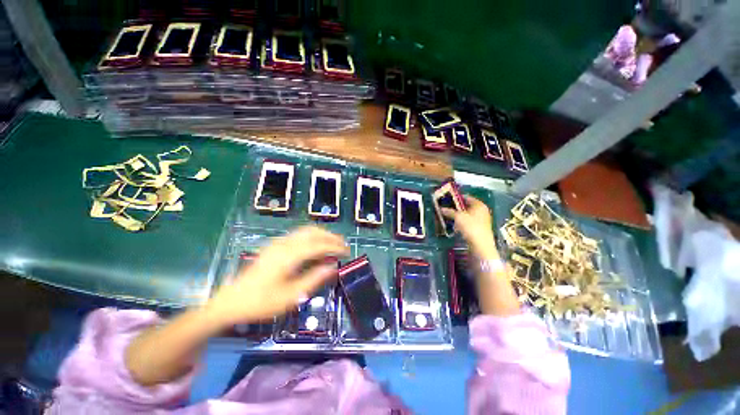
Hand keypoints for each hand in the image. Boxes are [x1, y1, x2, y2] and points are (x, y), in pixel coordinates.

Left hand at [208, 226, 348, 326]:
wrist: (230, 302)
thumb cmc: (260, 302)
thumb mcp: (290, 296)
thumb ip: (313, 279)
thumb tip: (333, 267)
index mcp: (289, 256)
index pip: (318, 245)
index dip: (335, 246)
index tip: (347, 251)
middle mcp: (284, 244)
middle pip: (313, 232)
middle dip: (331, 236)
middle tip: (343, 245)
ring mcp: (278, 243)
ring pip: (305, 231)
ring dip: (322, 234)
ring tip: (333, 243)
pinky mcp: (274, 246)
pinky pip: (298, 235)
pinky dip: (312, 236)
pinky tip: (316, 245)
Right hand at [441, 195, 499, 260]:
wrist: (481, 245)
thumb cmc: (471, 227)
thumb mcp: (458, 217)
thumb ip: (450, 212)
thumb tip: (441, 208)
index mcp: (479, 205)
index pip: (466, 197)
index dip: (456, 198)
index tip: (447, 199)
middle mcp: (482, 211)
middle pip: (467, 206)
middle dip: (456, 207)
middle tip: (446, 208)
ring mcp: (482, 220)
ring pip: (467, 215)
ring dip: (458, 215)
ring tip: (448, 216)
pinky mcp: (480, 228)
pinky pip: (469, 222)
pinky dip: (462, 222)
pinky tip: (455, 226)